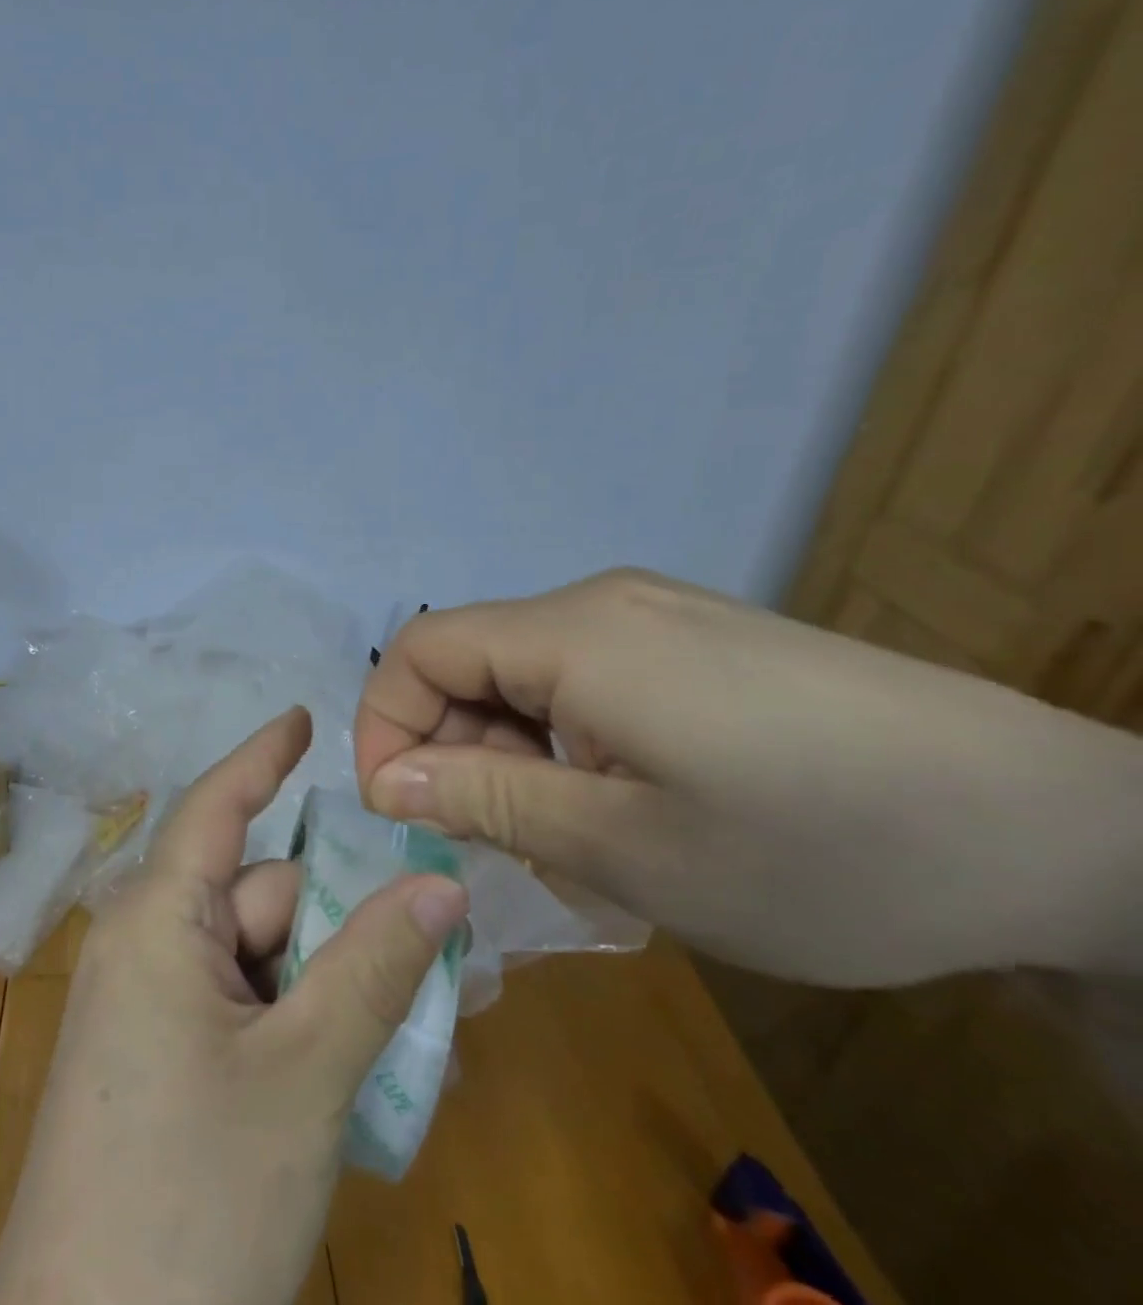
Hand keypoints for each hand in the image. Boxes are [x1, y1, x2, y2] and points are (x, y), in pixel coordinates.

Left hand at [0, 708, 468, 1304]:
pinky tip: (353, 1074)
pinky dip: (298, 1024)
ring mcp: (148, 1003)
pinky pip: (241, 1009)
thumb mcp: (303, 1075)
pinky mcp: (158, 1058)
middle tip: (439, 948)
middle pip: (262, 897)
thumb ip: (373, 969)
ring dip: (331, 983)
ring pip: (261, 959)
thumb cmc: (192, 1196)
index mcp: (157, 917)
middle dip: (342, 919)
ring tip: (413, 1032)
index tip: (305, 717)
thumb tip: (439, 884)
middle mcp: (146, 943)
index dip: (262, 755)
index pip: (216, 804)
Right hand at [356, 570, 1142, 986]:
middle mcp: (601, 604)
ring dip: (513, 755)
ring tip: (565, 841)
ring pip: (527, 676)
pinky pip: (585, 680)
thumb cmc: (820, 849)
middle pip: (472, 661)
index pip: (420, 650)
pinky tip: (618, 805)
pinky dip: (565, 742)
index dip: (385, 724)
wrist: (1067, 834)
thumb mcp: (626, 847)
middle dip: (454, 750)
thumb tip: (388, 780)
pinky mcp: (696, 643)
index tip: (399, 809)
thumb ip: (488, 801)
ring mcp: (654, 617)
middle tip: (491, 845)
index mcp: (572, 634)